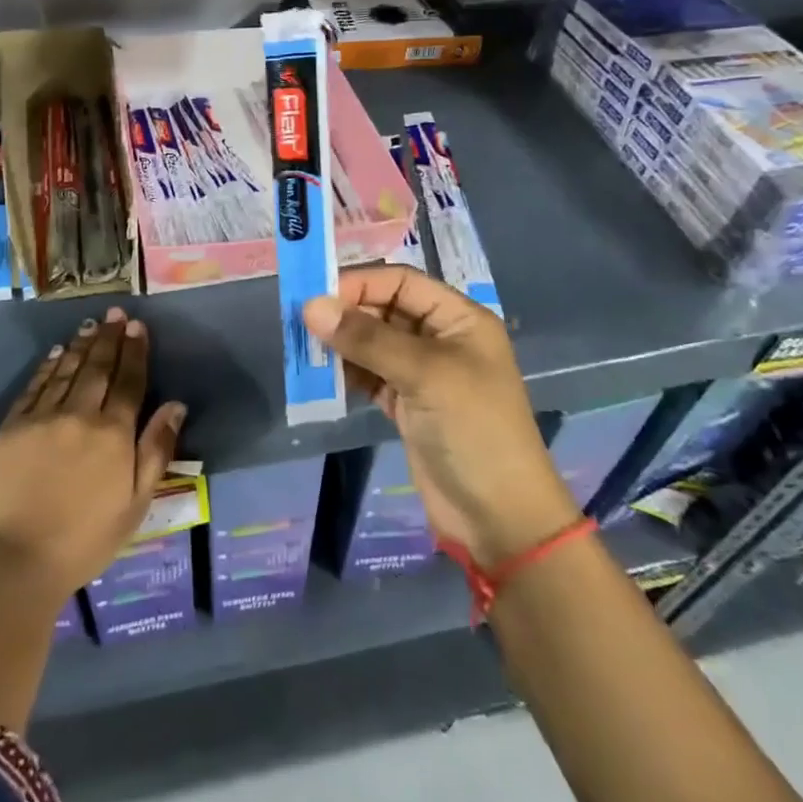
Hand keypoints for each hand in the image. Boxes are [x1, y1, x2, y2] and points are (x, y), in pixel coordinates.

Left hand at [0, 306, 187, 601]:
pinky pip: (34, 387)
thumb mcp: (135, 503)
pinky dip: (48, 366)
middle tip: (116, 313)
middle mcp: (79, 415)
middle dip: (110, 338)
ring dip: (82, 346)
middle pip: (98, 368)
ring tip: (92, 325)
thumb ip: (156, 449)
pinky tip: (57, 353)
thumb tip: (175, 405)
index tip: (138, 326)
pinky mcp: (11, 427)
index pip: (129, 381)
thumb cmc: (85, 539)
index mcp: (113, 433)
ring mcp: (42, 418)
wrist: (15, 561)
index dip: (135, 351)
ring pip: (67, 371)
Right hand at [305, 268, 576, 567]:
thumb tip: (311, 306)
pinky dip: (347, 374)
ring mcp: (423, 374)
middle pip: (384, 310)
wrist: (499, 518)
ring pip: (373, 344)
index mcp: (459, 319)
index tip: (316, 296)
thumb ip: (367, 339)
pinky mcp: (407, 405)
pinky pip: (369, 376)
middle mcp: (441, 339)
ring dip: (342, 344)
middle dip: (346, 314)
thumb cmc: (473, 430)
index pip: (402, 283)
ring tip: (306, 350)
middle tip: (302, 324)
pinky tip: (323, 377)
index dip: (360, 284)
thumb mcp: (424, 374)